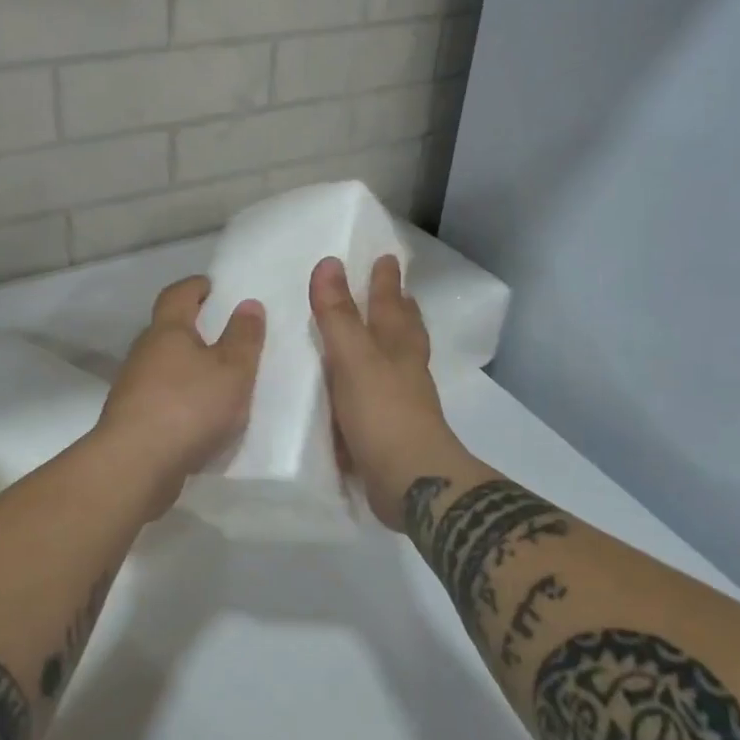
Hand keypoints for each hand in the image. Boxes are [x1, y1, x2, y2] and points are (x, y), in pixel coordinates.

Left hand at [97, 276, 264, 505]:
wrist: (136, 465)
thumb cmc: (189, 406)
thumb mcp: (232, 369)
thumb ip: (244, 337)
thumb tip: (248, 303)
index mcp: (167, 331)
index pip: (177, 295)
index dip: (195, 287)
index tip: (211, 286)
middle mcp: (144, 353)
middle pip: (167, 330)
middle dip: (192, 329)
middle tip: (222, 335)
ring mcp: (132, 388)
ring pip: (163, 367)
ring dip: (186, 368)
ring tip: (216, 380)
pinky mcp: (131, 420)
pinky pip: (160, 399)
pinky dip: (179, 399)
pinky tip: (199, 417)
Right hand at [310, 256, 466, 530]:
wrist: (411, 482)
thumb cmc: (383, 413)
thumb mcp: (353, 358)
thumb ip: (338, 315)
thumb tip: (329, 262)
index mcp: (396, 347)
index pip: (390, 305)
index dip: (385, 282)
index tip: (387, 258)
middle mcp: (405, 370)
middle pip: (405, 332)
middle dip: (400, 310)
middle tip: (399, 292)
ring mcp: (404, 403)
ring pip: (400, 362)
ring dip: (393, 344)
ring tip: (384, 334)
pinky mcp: (395, 432)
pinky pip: (385, 396)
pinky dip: (378, 384)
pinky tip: (366, 391)